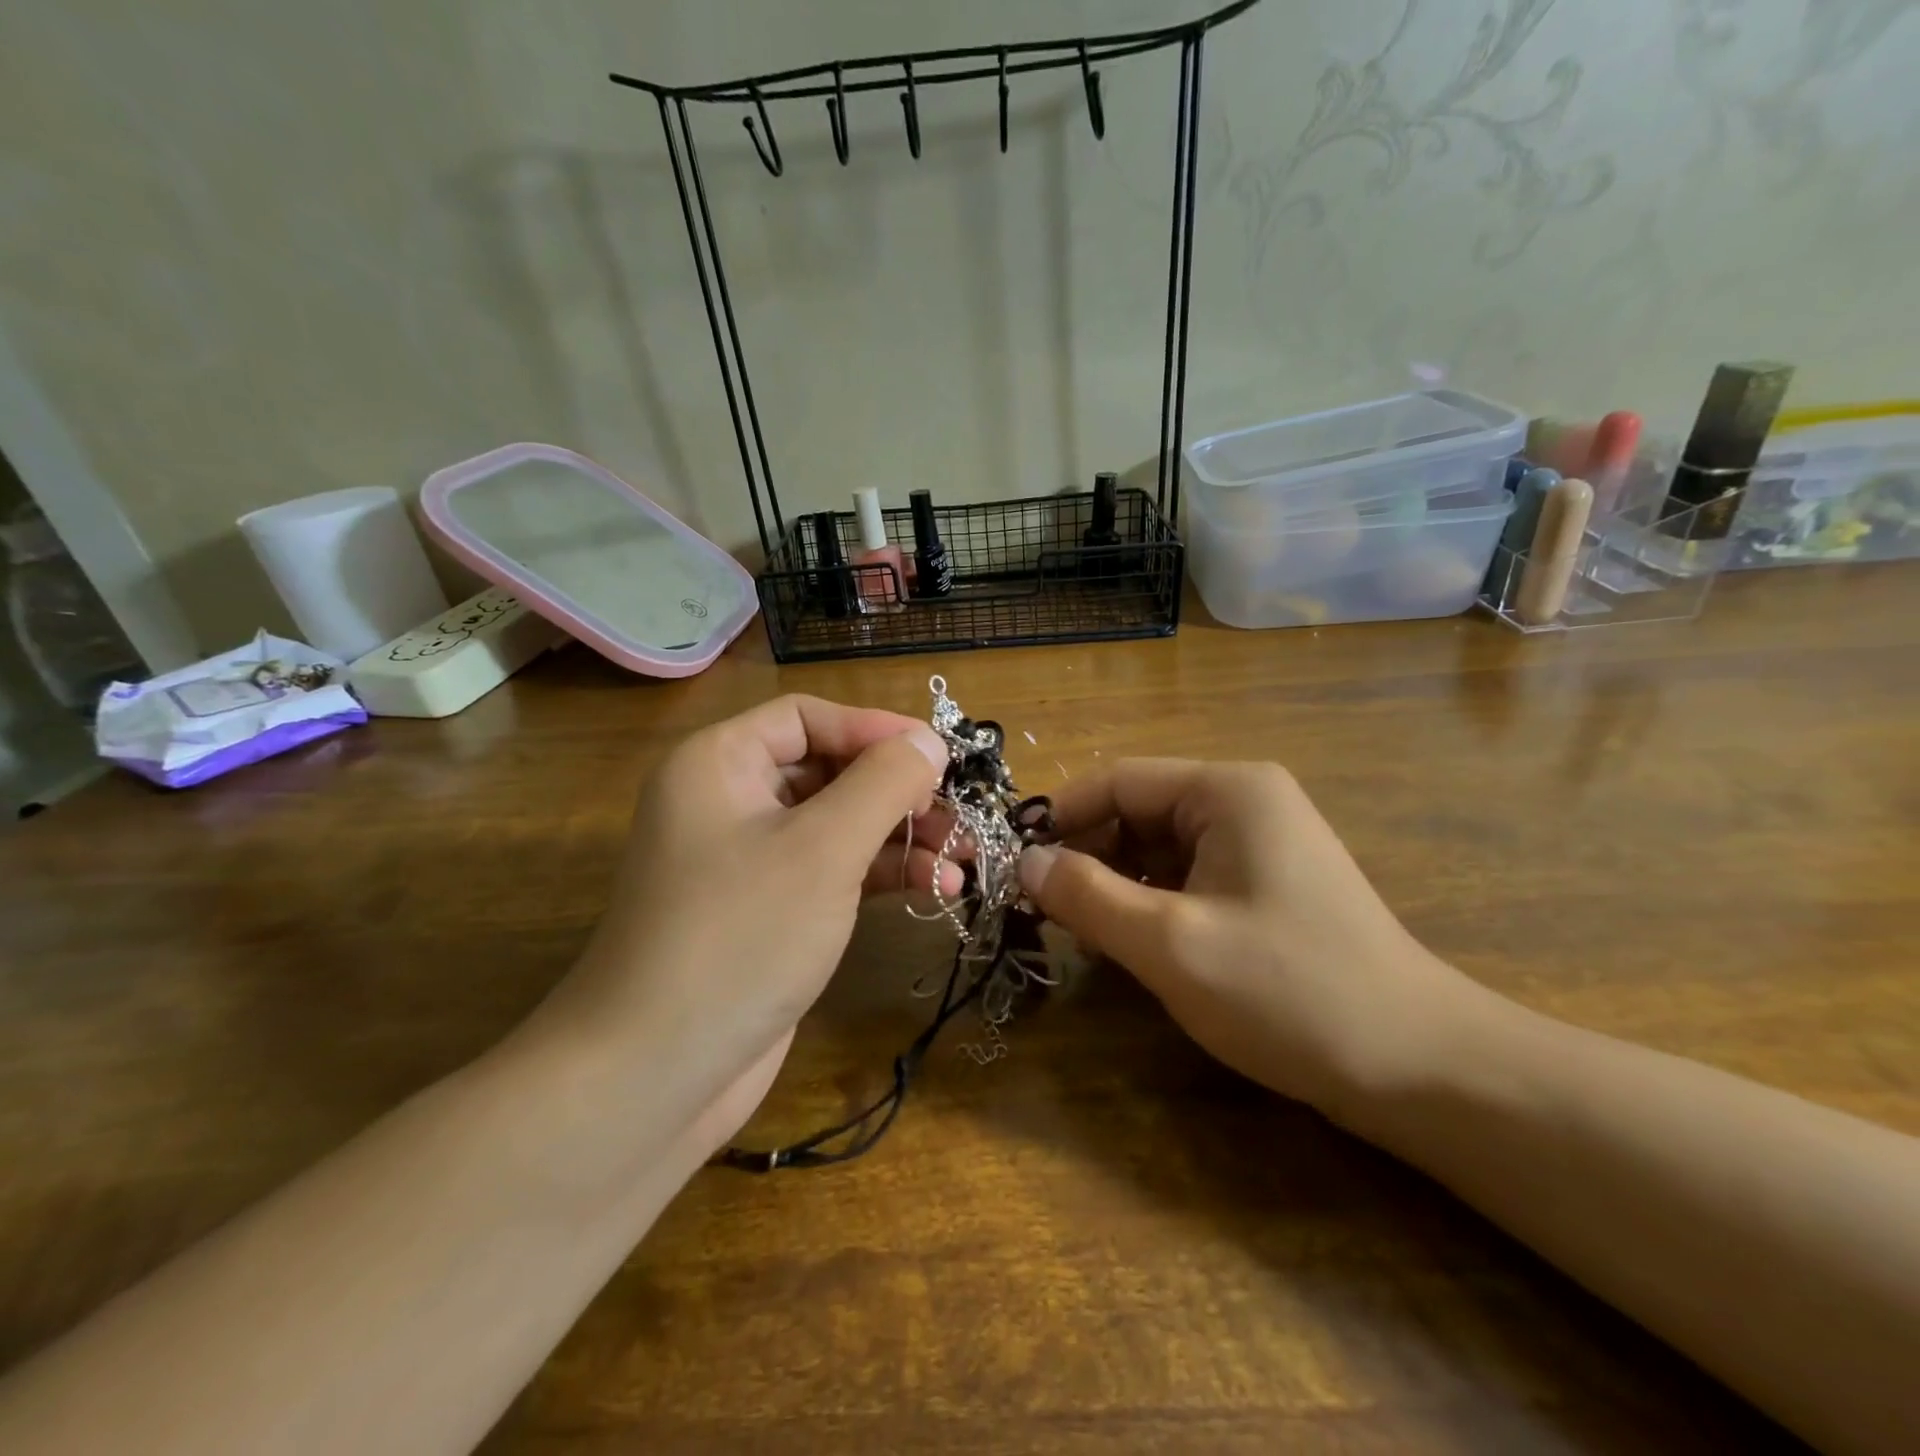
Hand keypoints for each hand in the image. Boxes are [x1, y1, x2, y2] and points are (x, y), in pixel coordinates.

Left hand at [529, 695, 951, 1151]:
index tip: (939, 754)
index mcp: (720, 763)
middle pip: (828, 769)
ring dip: (901, 835)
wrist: (656, 1075)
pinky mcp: (771, 910)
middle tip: (958, 812)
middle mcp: (730, 800)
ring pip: (838, 823)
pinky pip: (833, 870)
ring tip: (962, 856)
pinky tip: (936, 888)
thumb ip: (883, 783)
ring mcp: (749, 860)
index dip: (875, 728)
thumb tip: (929, 740)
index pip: (808, 718)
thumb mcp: (823, 848)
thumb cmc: (740, 937)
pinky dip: (881, 873)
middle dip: (897, 790)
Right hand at [1017, 759, 1482, 1121]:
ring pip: (1158, 850)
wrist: (1420, 1067)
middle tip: (1043, 909)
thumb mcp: (1170, 944)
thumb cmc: (1289, 991)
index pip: (1118, 780)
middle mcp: (1244, 802)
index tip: (1014, 863)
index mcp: (1227, 791)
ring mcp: (1259, 844)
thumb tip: (1024, 863)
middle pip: (1137, 812)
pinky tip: (1132, 946)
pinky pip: (1187, 878)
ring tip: (1083, 935)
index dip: (1059, 817)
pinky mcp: (1266, 886)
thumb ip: (1088, 897)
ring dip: (1114, 886)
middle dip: (1087, 857)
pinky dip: (1150, 905)